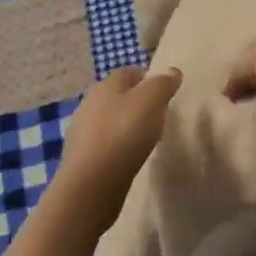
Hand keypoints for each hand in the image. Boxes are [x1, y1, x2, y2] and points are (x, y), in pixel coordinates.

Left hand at [55, 65, 181, 210]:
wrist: (91, 184)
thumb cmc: (123, 134)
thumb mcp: (151, 101)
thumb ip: (163, 84)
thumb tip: (172, 71)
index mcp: (104, 86)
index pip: (128, 72)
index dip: (148, 78)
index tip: (166, 91)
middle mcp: (89, 104)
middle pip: (118, 96)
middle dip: (138, 102)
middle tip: (160, 115)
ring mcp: (82, 132)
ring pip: (111, 120)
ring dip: (128, 126)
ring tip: (148, 138)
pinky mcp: (82, 158)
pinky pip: (106, 144)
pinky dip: (119, 146)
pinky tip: (130, 157)